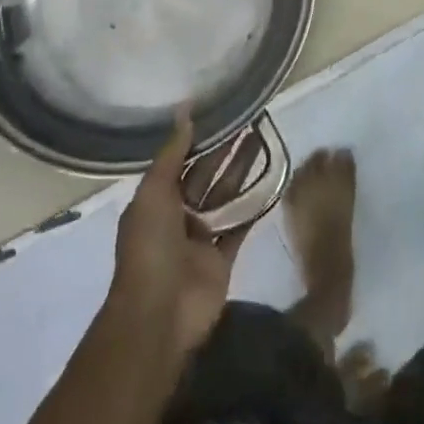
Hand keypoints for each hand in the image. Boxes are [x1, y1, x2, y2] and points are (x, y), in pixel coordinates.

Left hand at [110, 112, 250, 358]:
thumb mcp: (153, 193)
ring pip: (226, 197)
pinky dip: (254, 207)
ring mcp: (201, 238)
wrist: (160, 314)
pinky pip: (241, 226)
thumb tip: (185, 110)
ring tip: (265, 142)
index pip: (181, 161)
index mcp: (156, 200)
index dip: (201, 138)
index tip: (224, 113)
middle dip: (227, 151)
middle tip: (253, 122)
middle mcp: (178, 216)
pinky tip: (273, 182)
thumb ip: (172, 154)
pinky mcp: (223, 258)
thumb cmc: (151, 247)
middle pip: (207, 176)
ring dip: (243, 172)